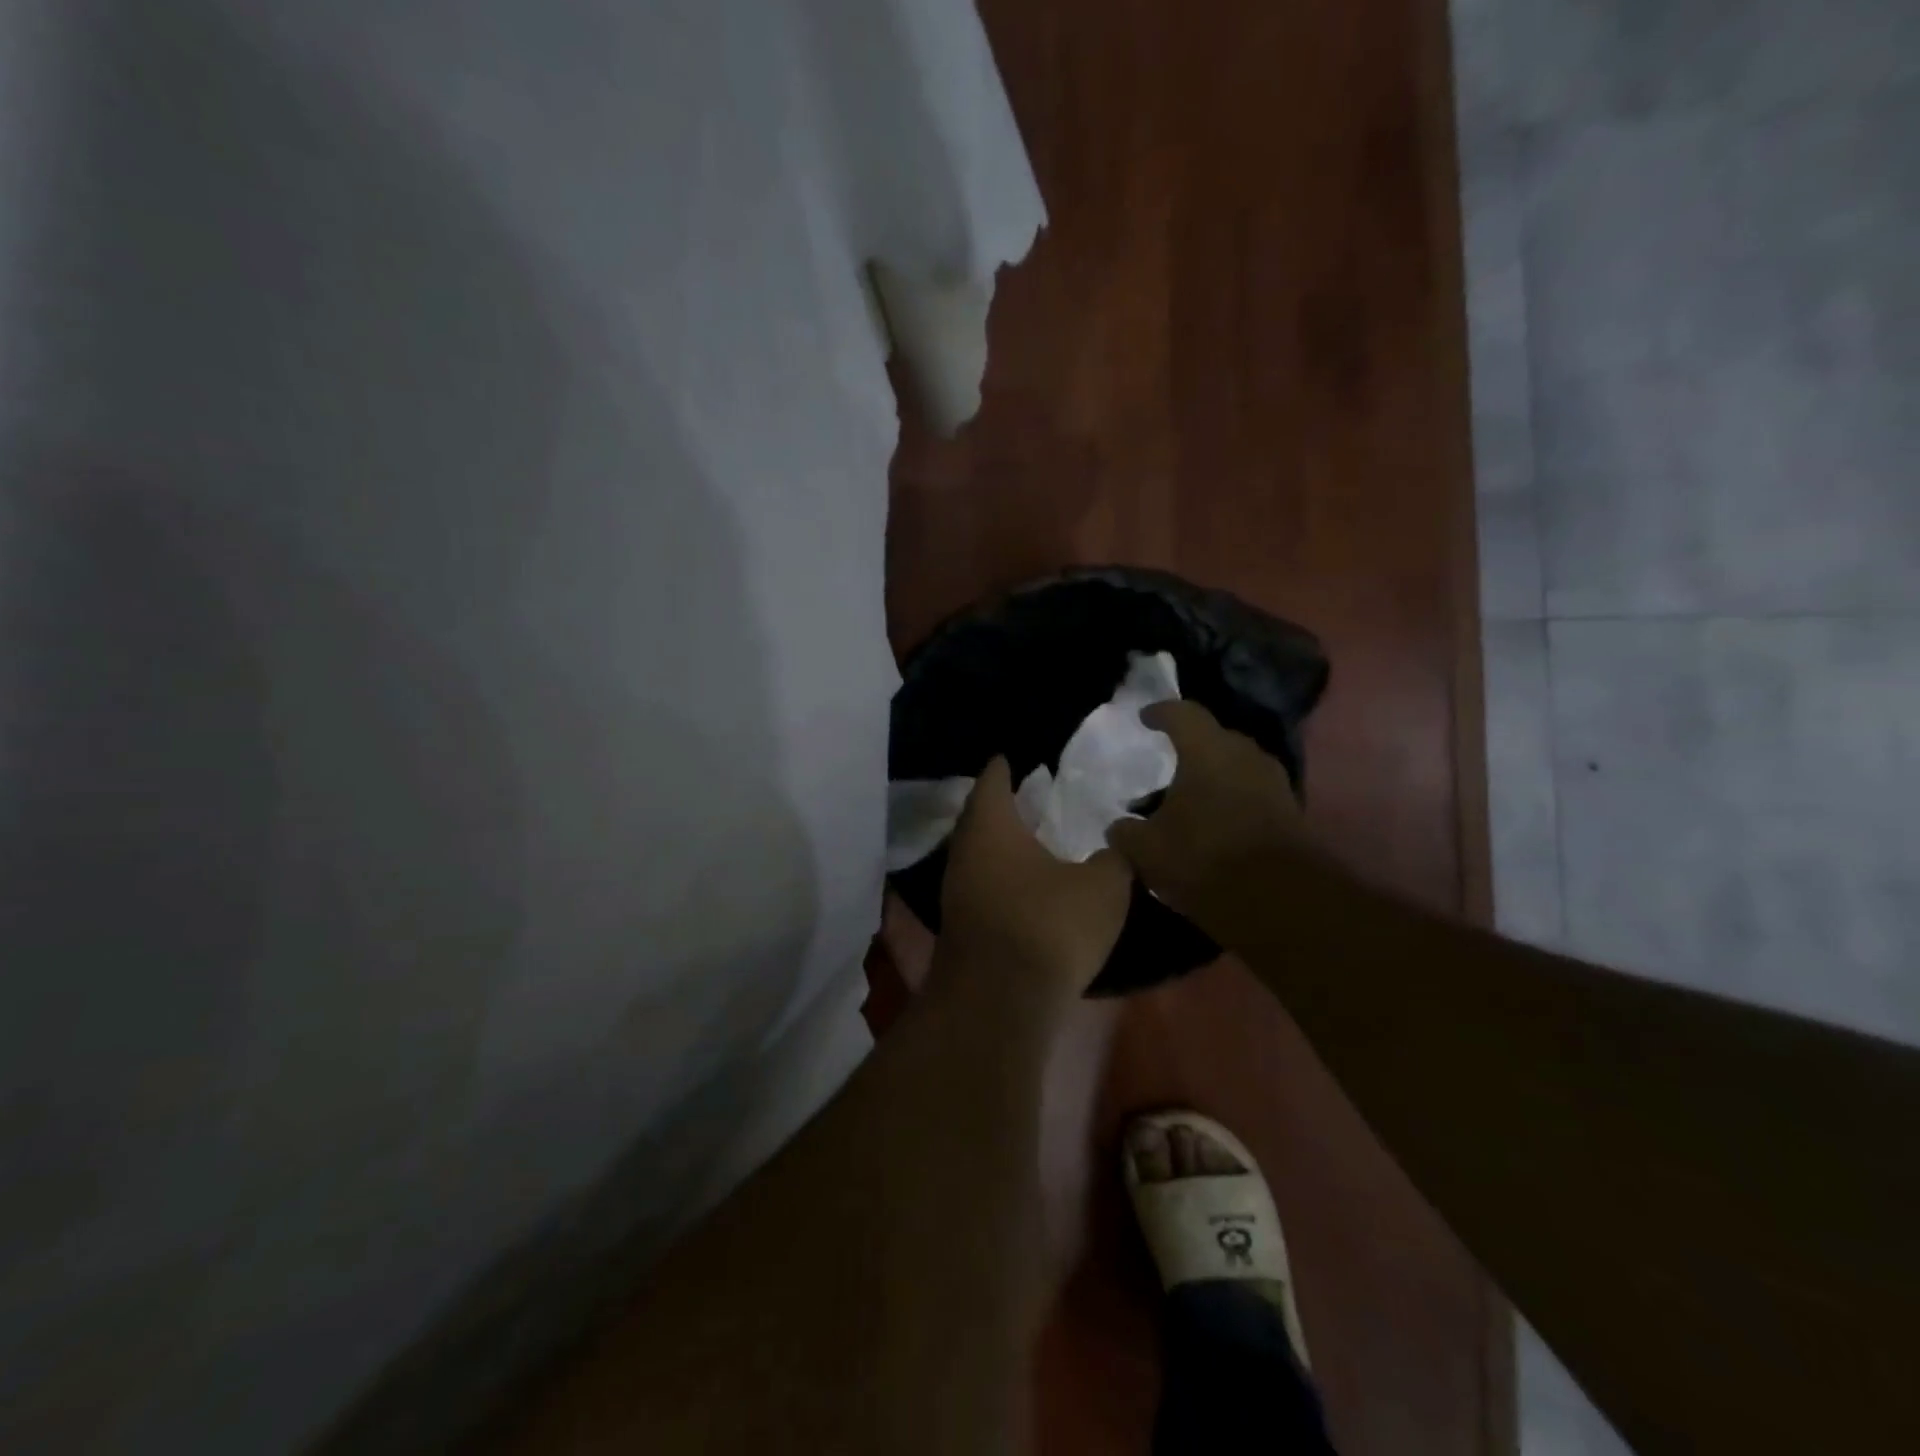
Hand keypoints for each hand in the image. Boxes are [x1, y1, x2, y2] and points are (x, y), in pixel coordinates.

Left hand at [937, 758, 1132, 1005]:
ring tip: (1034, 839)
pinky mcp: (960, 927)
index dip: (1004, 767)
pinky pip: (982, 886)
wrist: (1000, 1002)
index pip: (993, 780)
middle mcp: (964, 852)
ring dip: (1002, 846)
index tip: (1013, 757)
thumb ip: (1114, 858)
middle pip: (980, 817)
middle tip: (1031, 796)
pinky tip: (1027, 887)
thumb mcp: (1103, 887)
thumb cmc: (1049, 925)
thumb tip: (1116, 846)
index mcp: (991, 826)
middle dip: (1002, 806)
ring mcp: (956, 892)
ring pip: (978, 855)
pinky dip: (1002, 878)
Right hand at [1106, 701, 1306, 926]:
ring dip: (1213, 777)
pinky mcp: (1290, 812)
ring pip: (1236, 767)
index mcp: (1207, 750)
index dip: (1161, 712)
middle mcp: (1245, 755)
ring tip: (1189, 798)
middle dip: (1191, 747)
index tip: (1145, 718)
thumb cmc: (1204, 858)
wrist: (1280, 901)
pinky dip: (1232, 800)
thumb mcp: (1147, 850)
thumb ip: (1126, 832)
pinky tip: (1214, 823)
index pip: (1182, 714)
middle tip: (1168, 762)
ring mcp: (1273, 783)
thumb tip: (1119, 827)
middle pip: (1214, 738)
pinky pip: (1252, 793)